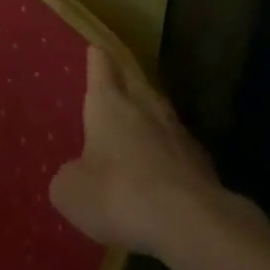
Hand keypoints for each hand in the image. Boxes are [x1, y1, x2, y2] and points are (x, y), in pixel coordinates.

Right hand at [50, 47, 220, 256]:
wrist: (191, 222)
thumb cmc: (119, 195)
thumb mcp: (72, 192)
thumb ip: (68, 177)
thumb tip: (76, 174)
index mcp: (109, 105)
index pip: (102, 69)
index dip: (97, 60)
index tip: (95, 48)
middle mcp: (145, 108)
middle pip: (134, 83)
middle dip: (124, 80)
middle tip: (116, 78)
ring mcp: (178, 133)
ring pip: (159, 112)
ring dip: (148, 114)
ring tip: (139, 119)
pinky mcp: (201, 162)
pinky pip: (177, 147)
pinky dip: (167, 151)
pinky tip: (162, 167)